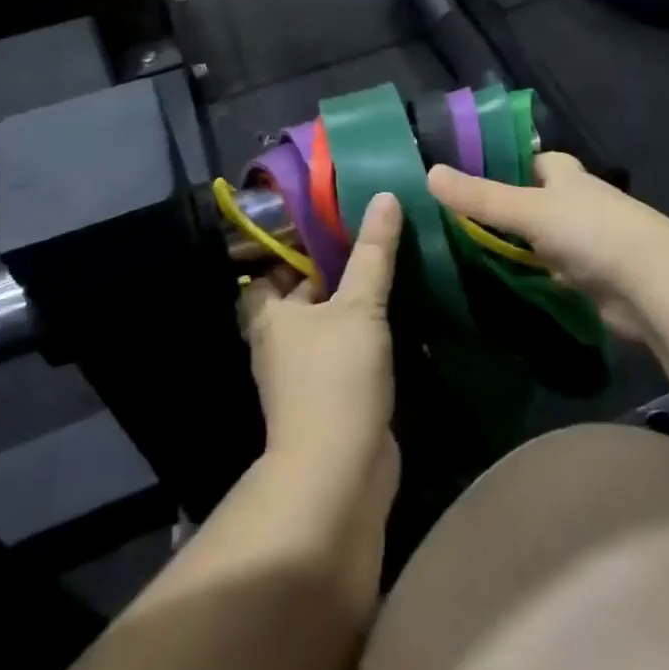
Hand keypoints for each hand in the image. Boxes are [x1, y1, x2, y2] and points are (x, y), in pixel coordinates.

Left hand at [238, 193, 402, 494]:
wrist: (340, 475)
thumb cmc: (336, 378)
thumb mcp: (359, 305)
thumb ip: (373, 252)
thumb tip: (384, 194)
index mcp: (270, 315)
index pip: (271, 268)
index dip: (294, 245)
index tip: (331, 220)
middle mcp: (280, 341)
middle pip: (303, 293)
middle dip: (333, 269)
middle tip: (370, 234)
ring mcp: (305, 373)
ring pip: (328, 323)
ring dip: (353, 302)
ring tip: (389, 264)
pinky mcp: (332, 396)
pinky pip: (347, 351)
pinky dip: (366, 334)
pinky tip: (398, 313)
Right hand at [427, 153, 668, 343]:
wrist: (652, 287)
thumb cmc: (591, 231)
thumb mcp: (529, 210)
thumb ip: (481, 197)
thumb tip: (429, 173)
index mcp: (565, 175)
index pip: (529, 160)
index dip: (501, 163)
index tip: (462, 174)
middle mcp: (574, 203)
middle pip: (530, 200)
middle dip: (500, 208)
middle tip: (449, 219)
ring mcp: (582, 243)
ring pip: (536, 239)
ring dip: (511, 246)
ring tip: (459, 252)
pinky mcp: (586, 280)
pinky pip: (546, 273)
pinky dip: (525, 276)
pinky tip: (493, 283)